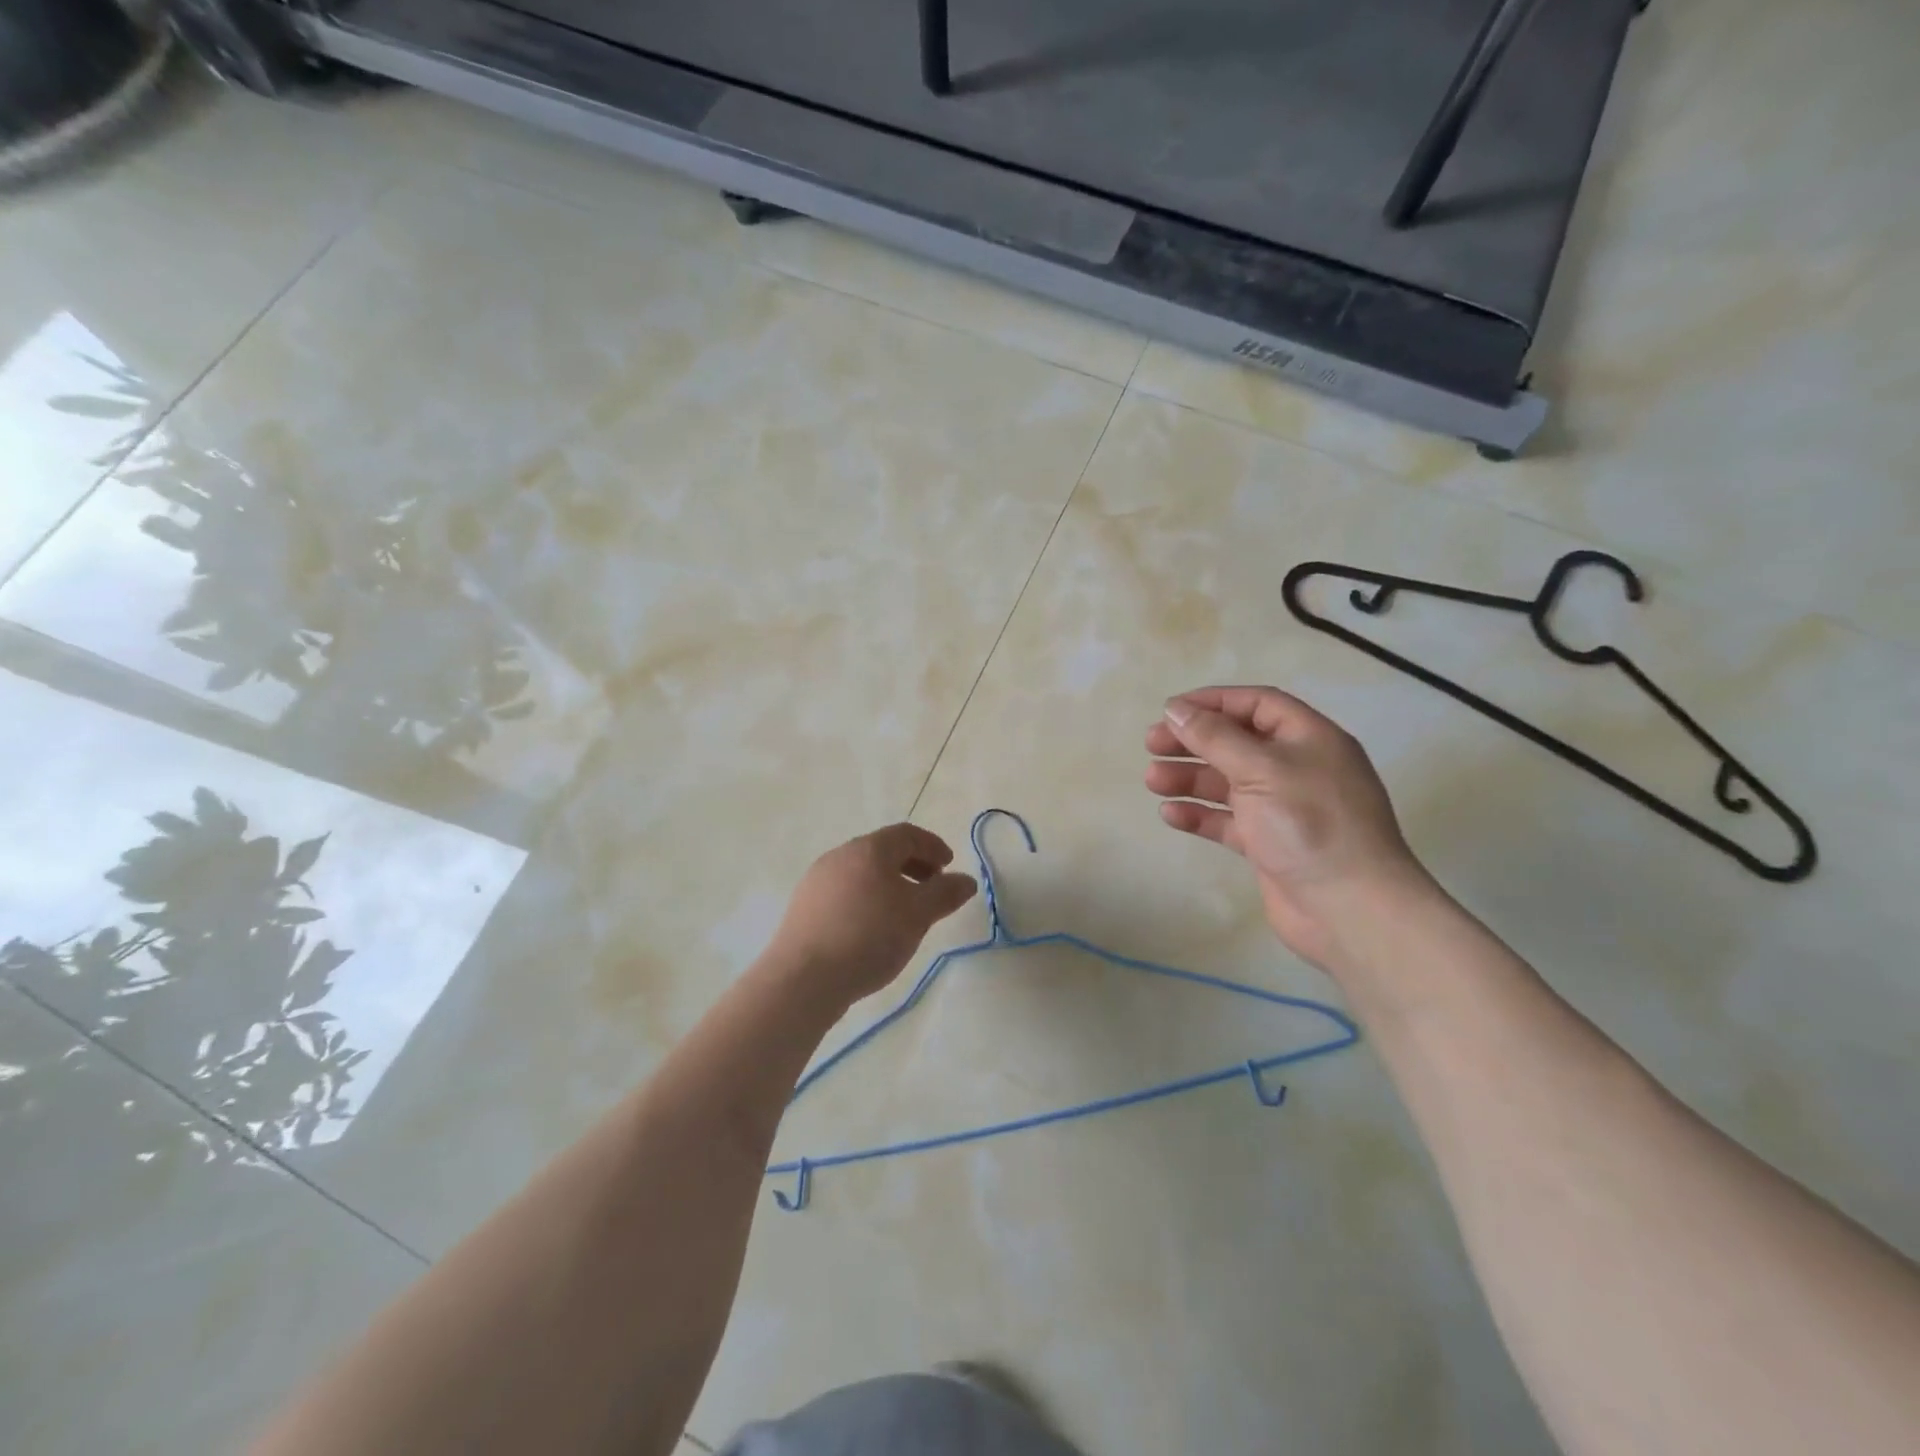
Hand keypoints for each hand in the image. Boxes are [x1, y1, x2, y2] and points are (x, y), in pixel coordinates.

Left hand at [768, 824, 978, 1004]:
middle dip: (912, 865)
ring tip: (904, 913)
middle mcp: (840, 855)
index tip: (949, 867)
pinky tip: (871, 929)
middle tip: (931, 888)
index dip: (933, 846)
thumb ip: (945, 893)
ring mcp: (817, 880)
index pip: (907, 834)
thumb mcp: (918, 915)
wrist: (803, 978)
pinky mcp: (803, 907)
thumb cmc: (869, 936)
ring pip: (862, 872)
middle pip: (883, 851)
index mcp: (869, 849)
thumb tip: (966, 880)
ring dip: (888, 884)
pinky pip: (844, 892)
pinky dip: (866, 900)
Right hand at [1145, 686, 1436, 971]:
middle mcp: (1297, 768)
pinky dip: (1200, 814)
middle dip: (1193, 741)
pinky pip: (1228, 820)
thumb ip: (1215, 738)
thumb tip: (1175, 710)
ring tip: (1152, 781)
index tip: (1170, 711)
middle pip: (1237, 742)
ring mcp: (1283, 808)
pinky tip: (1170, 814)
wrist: (1351, 909)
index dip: (1213, 702)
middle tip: (1151, 745)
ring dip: (1190, 777)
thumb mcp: (1261, 770)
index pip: (1257, 704)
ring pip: (1227, 782)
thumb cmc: (1310, 825)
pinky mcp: (1269, 843)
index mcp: (1308, 739)